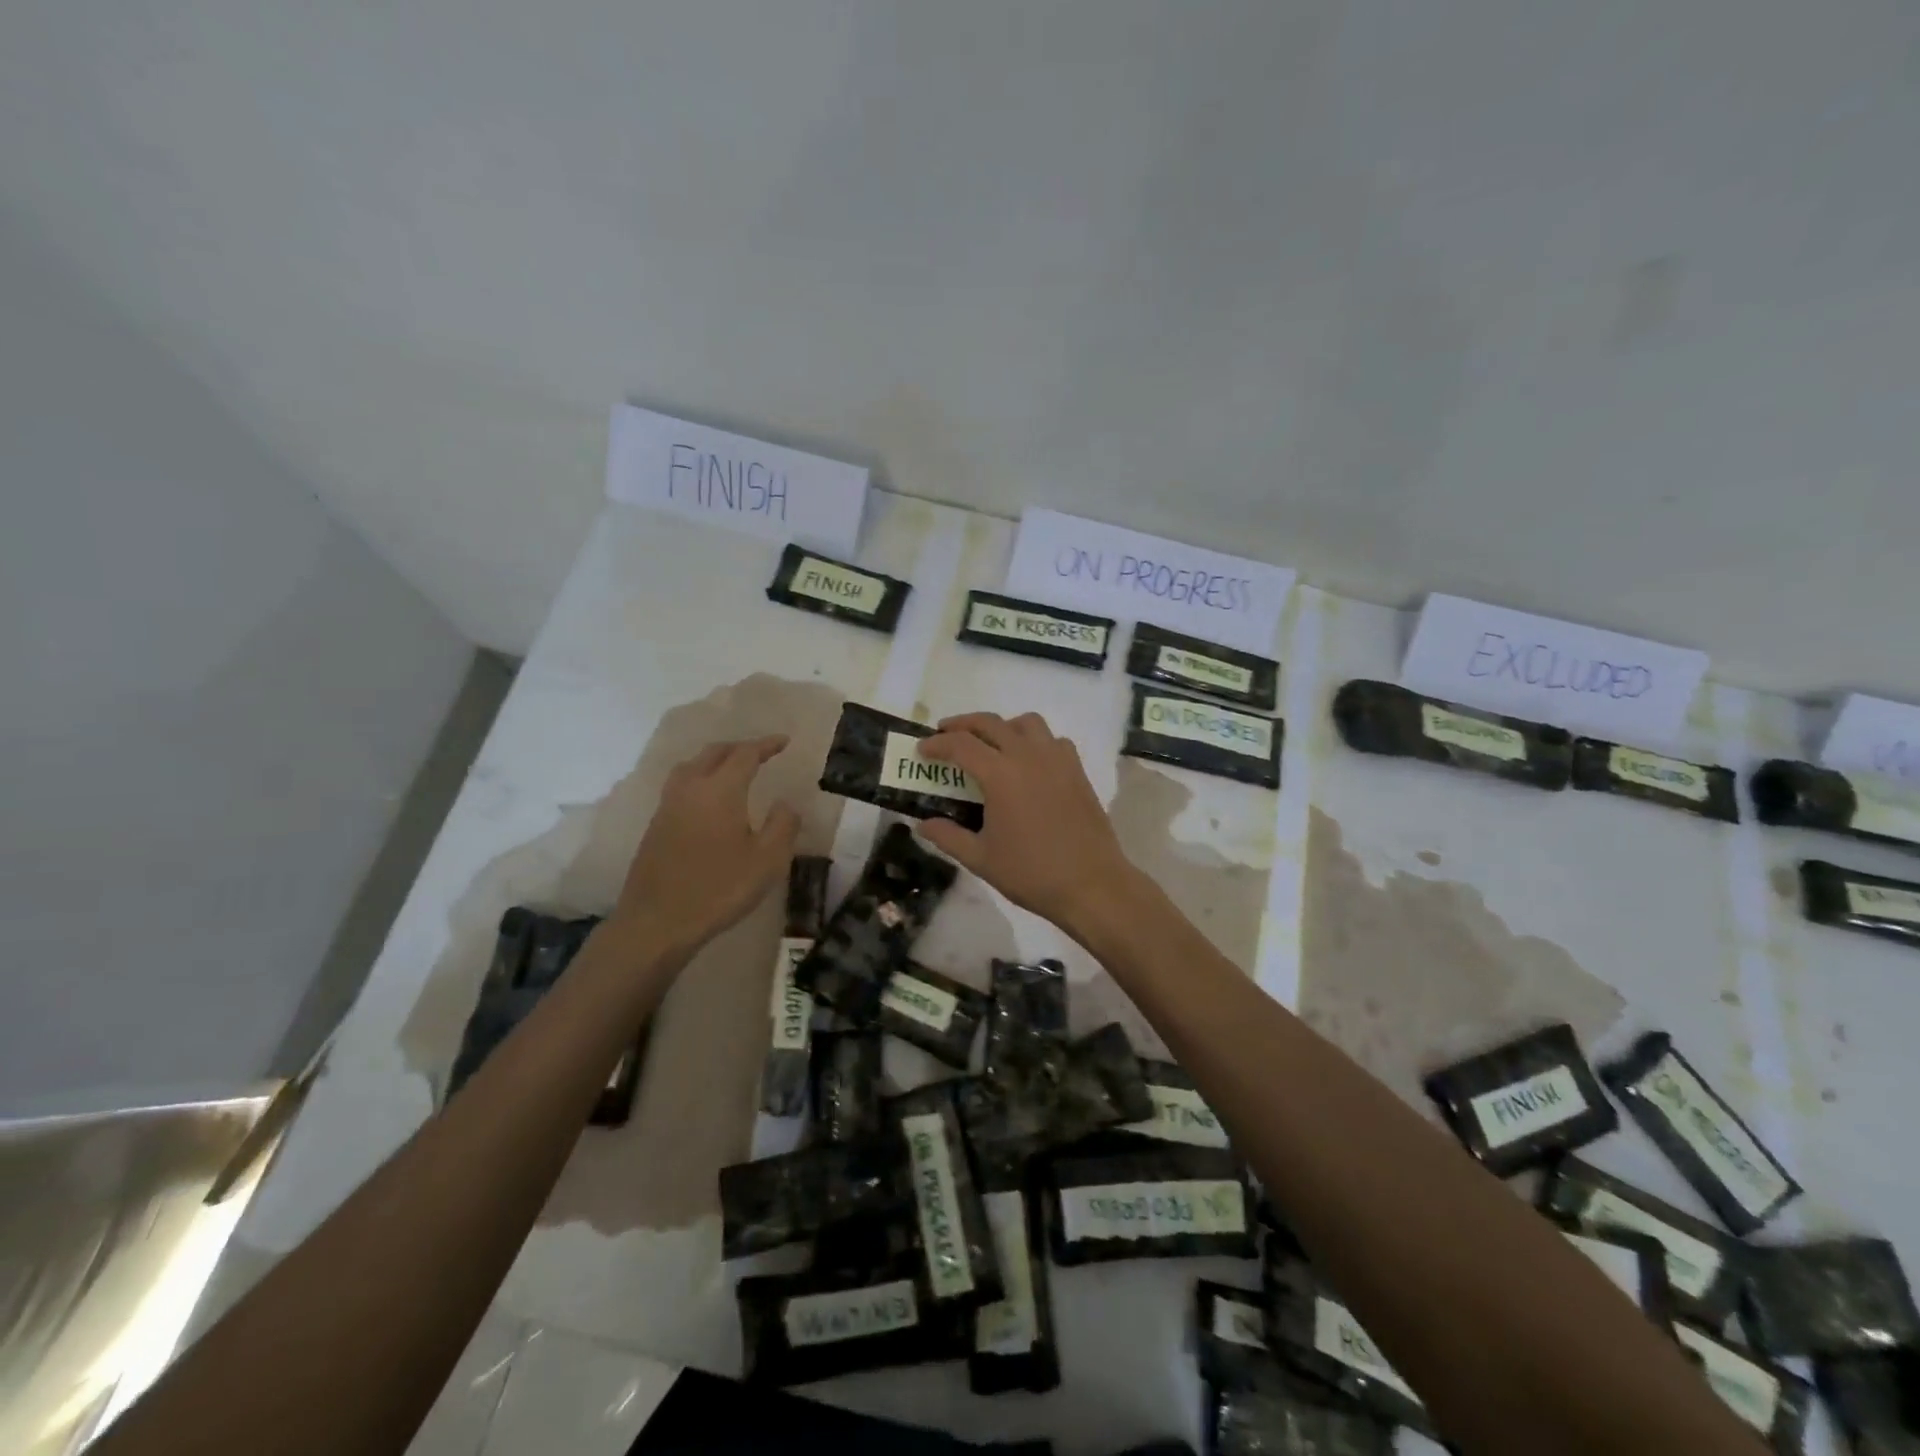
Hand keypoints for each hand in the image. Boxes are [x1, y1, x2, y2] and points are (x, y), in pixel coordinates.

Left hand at [611, 736, 799, 963]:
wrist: (657, 922)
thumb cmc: (718, 889)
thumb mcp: (767, 860)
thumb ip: (783, 825)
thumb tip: (785, 803)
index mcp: (721, 790)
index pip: (745, 754)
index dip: (766, 745)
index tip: (784, 741)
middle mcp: (691, 788)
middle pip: (714, 753)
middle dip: (739, 747)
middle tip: (760, 752)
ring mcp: (668, 806)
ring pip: (692, 766)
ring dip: (715, 760)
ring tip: (732, 769)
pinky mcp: (656, 825)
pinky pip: (681, 785)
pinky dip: (700, 778)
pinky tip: (708, 799)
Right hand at [916, 712, 1139, 936]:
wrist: (1091, 884)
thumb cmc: (1031, 873)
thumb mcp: (980, 859)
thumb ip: (948, 836)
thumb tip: (922, 824)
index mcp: (1001, 775)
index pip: (961, 745)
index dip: (937, 744)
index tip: (922, 749)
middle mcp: (1028, 756)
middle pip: (990, 723)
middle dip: (963, 724)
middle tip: (945, 734)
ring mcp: (1057, 760)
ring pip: (1026, 723)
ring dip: (1002, 726)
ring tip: (990, 743)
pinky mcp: (1077, 770)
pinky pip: (1053, 740)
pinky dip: (1034, 740)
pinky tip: (1029, 762)